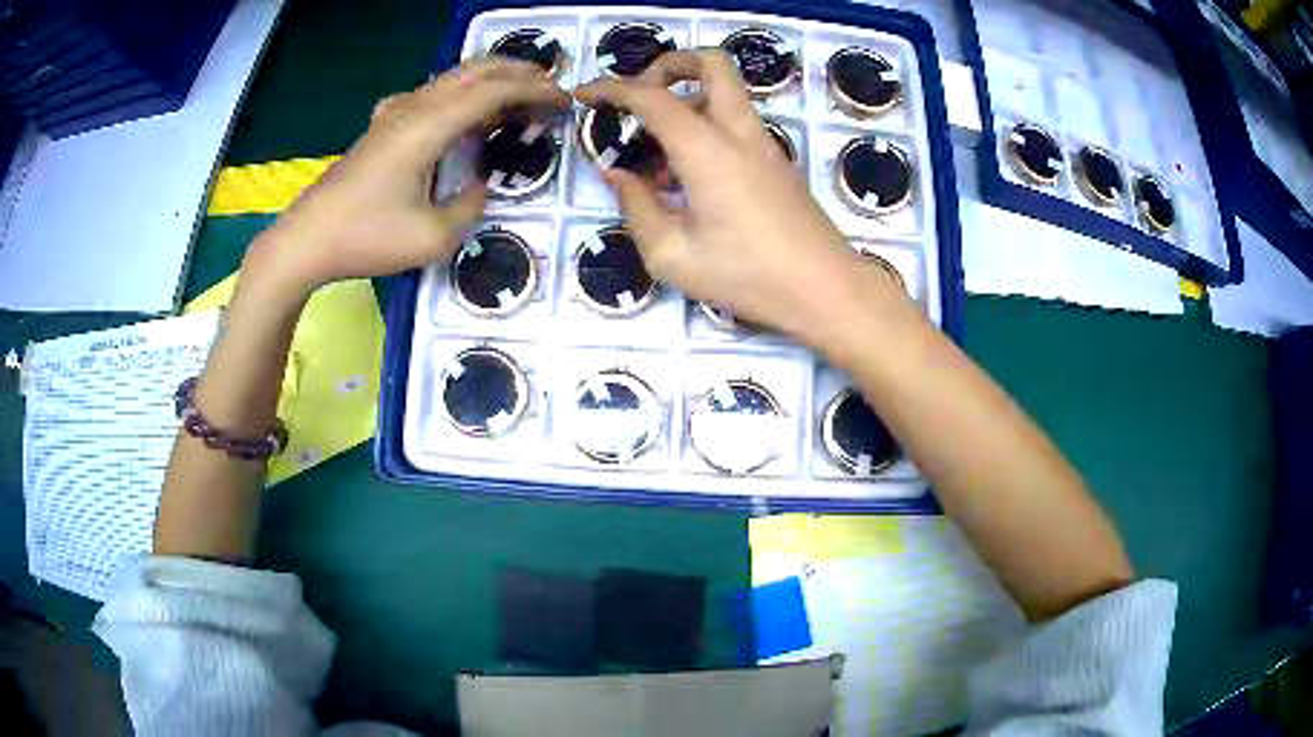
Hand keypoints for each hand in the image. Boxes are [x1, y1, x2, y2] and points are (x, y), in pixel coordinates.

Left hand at [244, 58, 569, 296]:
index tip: (566, 103)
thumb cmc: (366, 238)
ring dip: (491, 79)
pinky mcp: (382, 125)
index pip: (496, 91)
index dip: (537, 92)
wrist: (307, 240)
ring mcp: (395, 113)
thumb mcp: (432, 238)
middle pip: (477, 70)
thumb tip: (482, 187)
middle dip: (521, 73)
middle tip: (551, 89)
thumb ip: (470, 207)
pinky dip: (460, 92)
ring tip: (517, 96)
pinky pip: (430, 93)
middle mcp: (416, 107)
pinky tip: (457, 112)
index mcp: (430, 126)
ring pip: (453, 77)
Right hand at [574, 50, 903, 341]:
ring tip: (656, 157)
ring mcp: (764, 144)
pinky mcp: (777, 163)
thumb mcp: (673, 256)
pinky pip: (735, 123)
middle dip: (669, 65)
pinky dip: (705, 128)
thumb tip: (618, 175)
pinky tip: (686, 179)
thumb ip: (636, 208)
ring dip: (685, 102)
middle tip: (639, 97)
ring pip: (725, 92)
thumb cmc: (749, 277)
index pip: (651, 96)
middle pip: (711, 63)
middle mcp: (739, 132)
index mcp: (707, 149)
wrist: (827, 291)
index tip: (583, 93)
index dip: (611, 88)